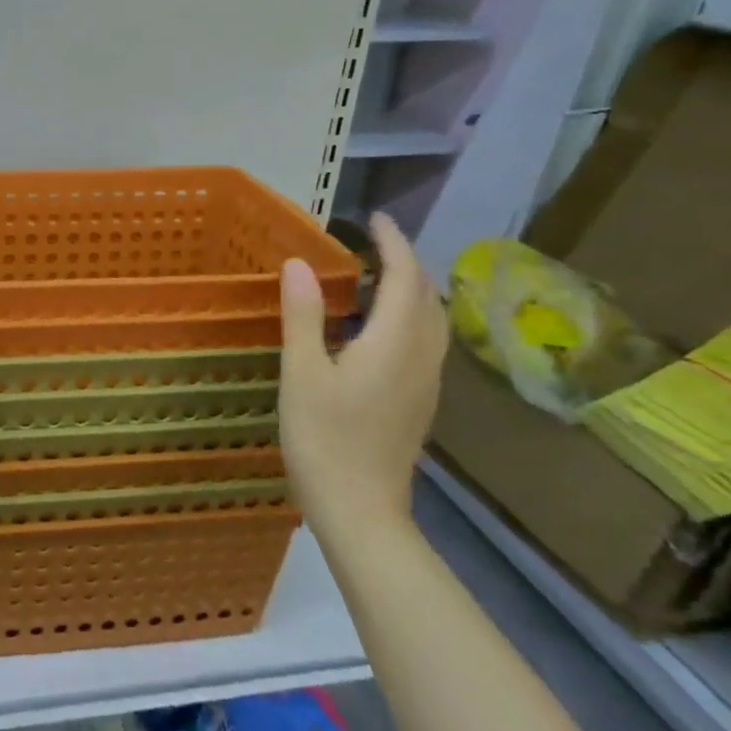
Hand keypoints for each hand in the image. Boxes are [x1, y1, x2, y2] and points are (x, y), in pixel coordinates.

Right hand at [278, 213, 447, 527]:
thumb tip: (297, 264)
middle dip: (407, 264)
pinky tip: (379, 330)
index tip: (375, 220)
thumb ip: (303, 316)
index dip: (394, 244)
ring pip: (432, 322)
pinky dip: (410, 318)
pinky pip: (426, 343)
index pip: (406, 278)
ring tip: (379, 279)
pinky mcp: (420, 403)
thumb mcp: (302, 374)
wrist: (361, 511)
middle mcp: (421, 358)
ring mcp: (426, 384)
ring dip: (412, 291)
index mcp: (394, 344)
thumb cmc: (324, 440)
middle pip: (428, 297)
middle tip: (373, 245)